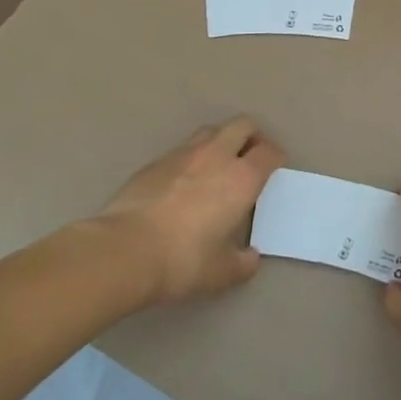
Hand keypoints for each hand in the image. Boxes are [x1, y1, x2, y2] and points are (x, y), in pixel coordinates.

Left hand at [95, 117, 285, 304]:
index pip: (269, 152)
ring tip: (218, 165)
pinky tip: (184, 182)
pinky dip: (192, 157)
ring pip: (211, 131)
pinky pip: (183, 149)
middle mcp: (216, 156)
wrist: (124, 250)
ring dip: (222, 141)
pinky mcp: (155, 161)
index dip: (276, 157)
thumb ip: (242, 263)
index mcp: (241, 178)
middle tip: (251, 158)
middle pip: (243, 125)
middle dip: (253, 136)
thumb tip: (250, 258)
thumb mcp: (220, 273)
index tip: (276, 167)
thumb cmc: (182, 260)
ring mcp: (183, 153)